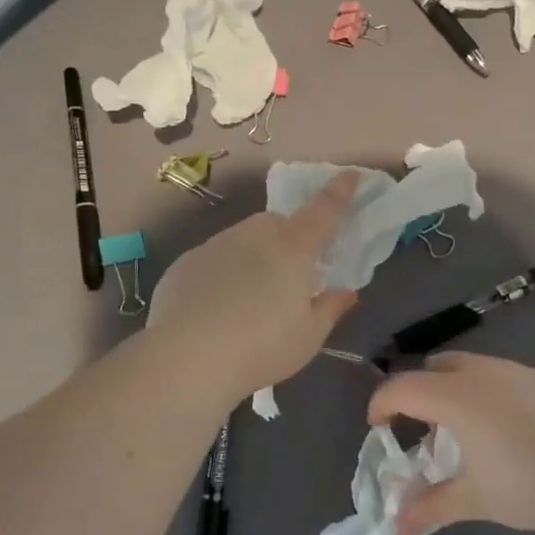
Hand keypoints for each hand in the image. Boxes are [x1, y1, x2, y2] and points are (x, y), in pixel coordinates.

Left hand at [149, 171, 359, 399]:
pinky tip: (217, 308)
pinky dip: (225, 272)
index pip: (323, 211)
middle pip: (279, 224)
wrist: (185, 359)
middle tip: (291, 276)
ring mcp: (216, 245)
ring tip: (251, 297)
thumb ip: (330, 308)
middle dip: (290, 239)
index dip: (339, 192)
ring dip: (256, 255)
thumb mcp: (308, 337)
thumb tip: (346, 291)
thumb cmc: (261, 348)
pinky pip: (216, 258)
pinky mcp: (186, 262)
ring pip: (245, 238)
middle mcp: (255, 235)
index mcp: (293, 249)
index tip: (349, 175)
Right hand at [367, 352, 534, 534]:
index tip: (378, 427)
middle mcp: (482, 373)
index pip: (403, 387)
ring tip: (465, 430)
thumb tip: (396, 527)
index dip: (382, 404)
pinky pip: (503, 376)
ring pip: (471, 368)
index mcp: (456, 397)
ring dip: (455, 390)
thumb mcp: (476, 500)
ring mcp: (518, 371)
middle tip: (421, 428)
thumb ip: (431, 508)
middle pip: (435, 367)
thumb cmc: (531, 484)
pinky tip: (509, 429)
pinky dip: (489, 393)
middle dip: (419, 391)